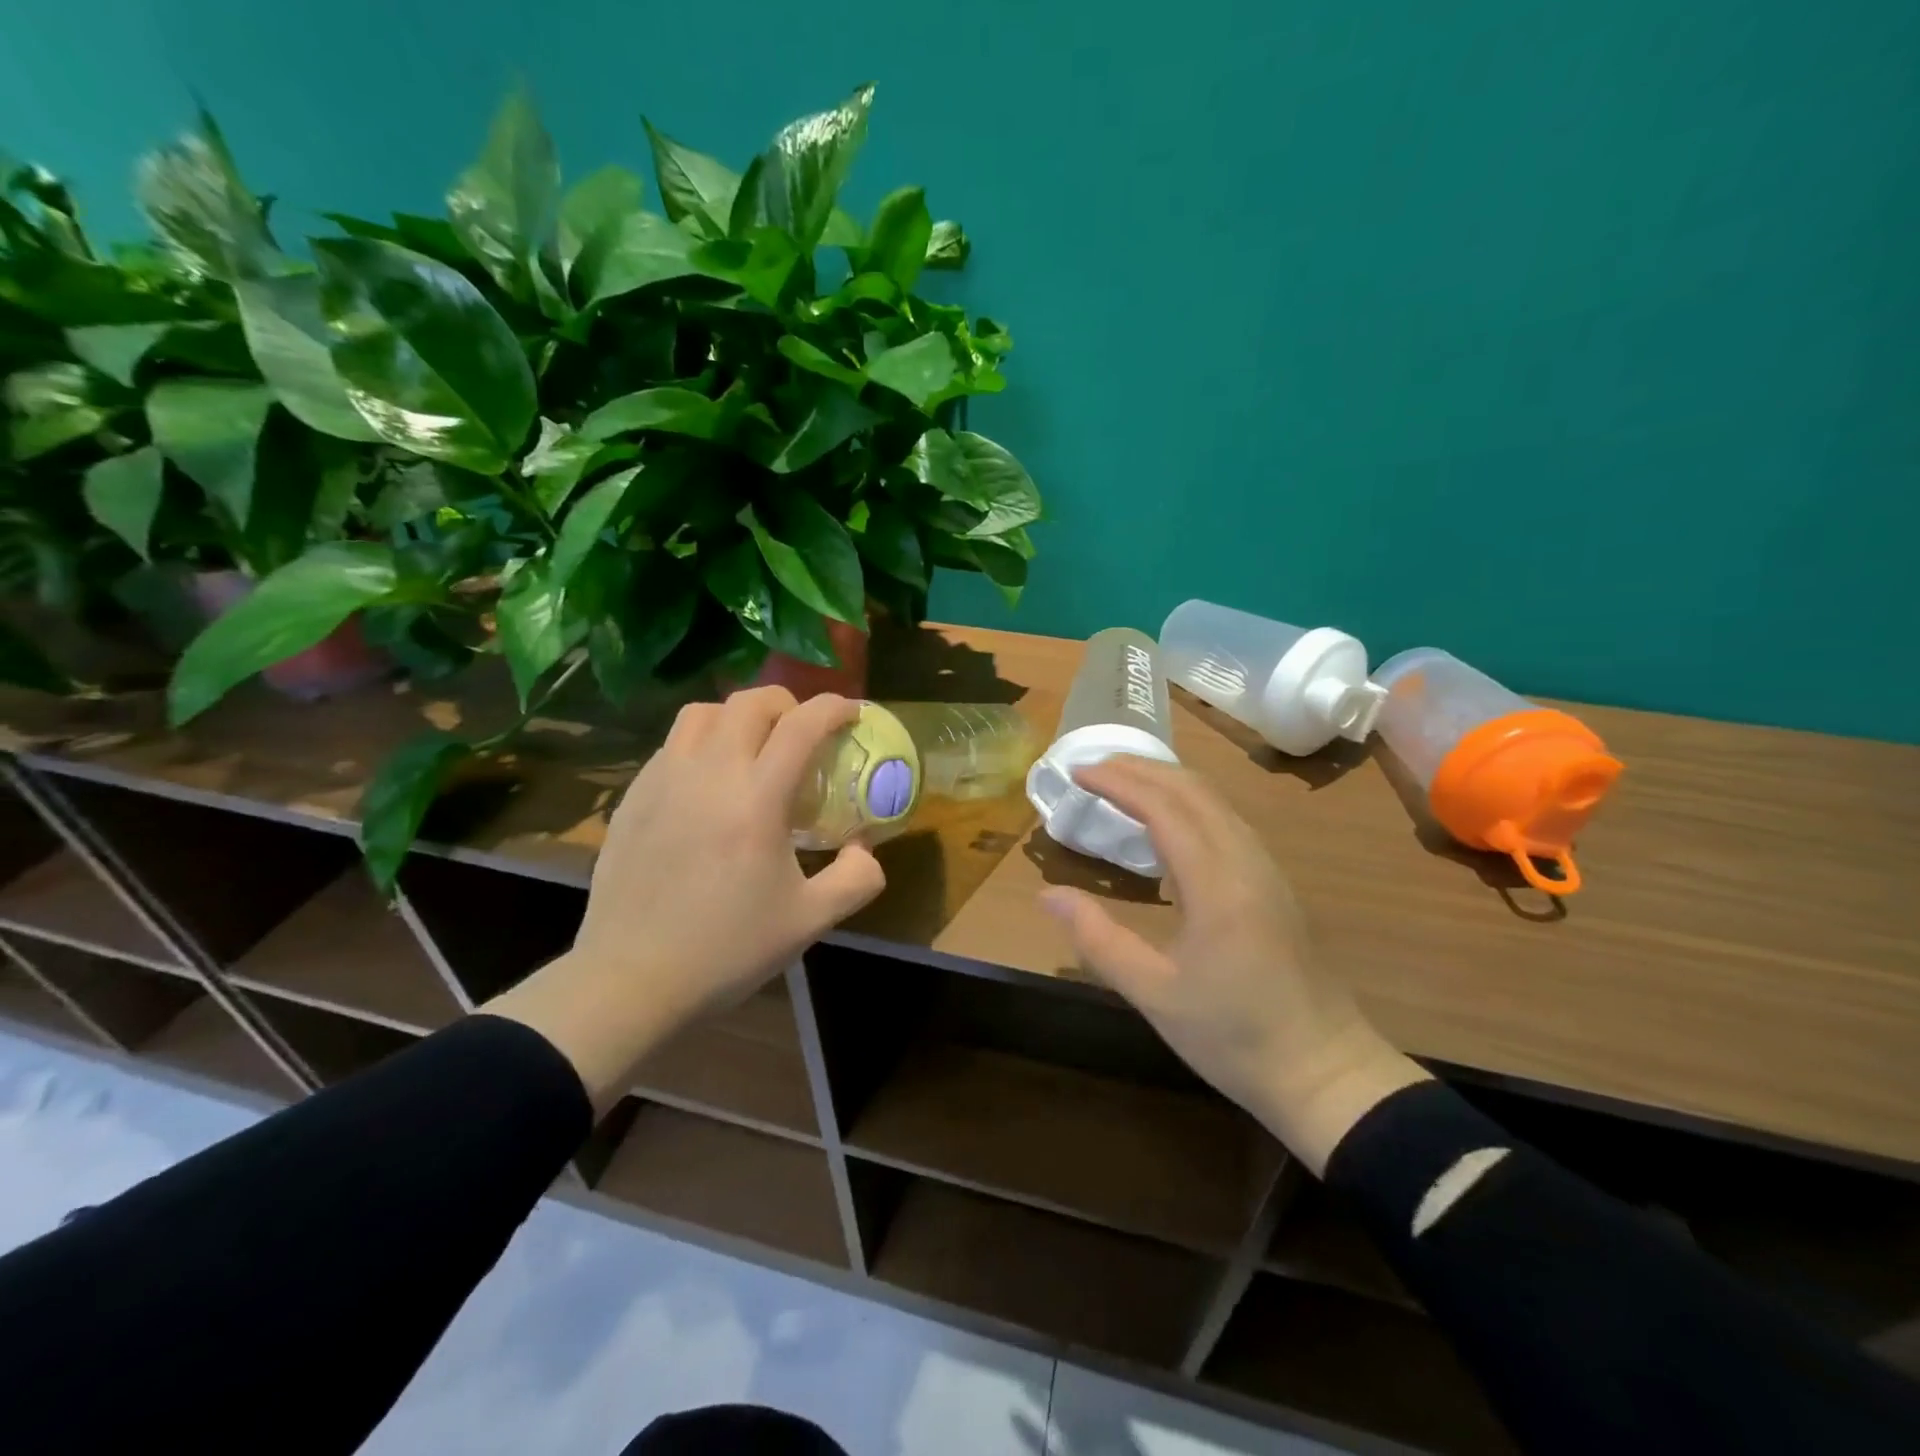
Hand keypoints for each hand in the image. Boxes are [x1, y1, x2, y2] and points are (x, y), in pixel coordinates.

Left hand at [487, 687, 886, 1110]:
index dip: (834, 708)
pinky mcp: (633, 796)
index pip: (801, 726)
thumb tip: (866, 846)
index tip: (852, 712)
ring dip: (739, 715)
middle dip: (788, 704)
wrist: (632, 980)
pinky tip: (709, 781)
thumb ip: (856, 878)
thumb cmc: (727, 950)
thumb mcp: (811, 921)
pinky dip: (702, 742)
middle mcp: (708, 773)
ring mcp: (663, 780)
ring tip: (753, 746)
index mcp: (756, 799)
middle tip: (803, 732)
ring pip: (703, 713)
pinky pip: (672, 744)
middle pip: (750, 702)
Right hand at [1039, 757, 1428, 1173]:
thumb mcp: (1154, 994)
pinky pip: (1227, 820)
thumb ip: (1098, 939)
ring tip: (1122, 783)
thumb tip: (1049, 894)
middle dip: (1140, 769)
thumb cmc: (1234, 1037)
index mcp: (1216, 883)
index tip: (1078, 773)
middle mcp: (1245, 861)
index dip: (1118, 782)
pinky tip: (1167, 822)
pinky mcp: (1274, 883)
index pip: (1163, 807)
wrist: (1326, 1071)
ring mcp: (1266, 869)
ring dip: (1166, 781)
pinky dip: (1189, 802)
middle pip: (1192, 790)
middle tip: (1092, 769)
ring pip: (1215, 801)